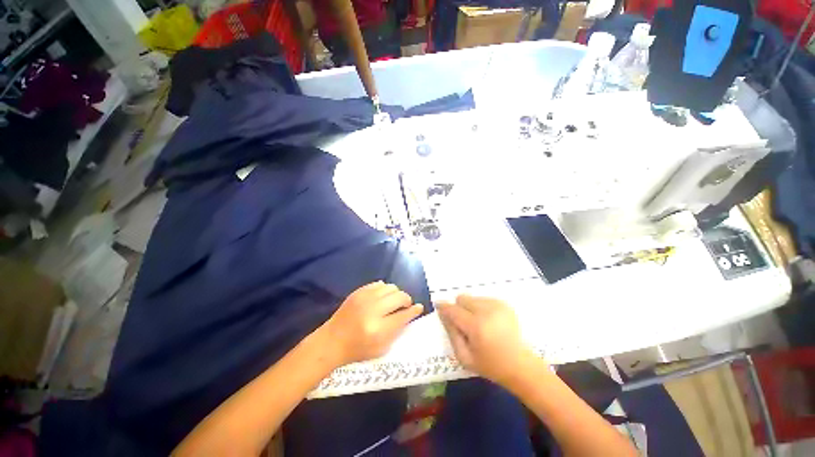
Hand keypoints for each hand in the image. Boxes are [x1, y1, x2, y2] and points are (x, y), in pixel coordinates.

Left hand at [321, 281, 423, 365]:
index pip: (403, 315)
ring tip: (394, 301)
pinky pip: (379, 284)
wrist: (332, 341)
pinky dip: (385, 289)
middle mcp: (373, 311)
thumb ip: (398, 331)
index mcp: (379, 330)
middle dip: (407, 300)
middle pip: (399, 297)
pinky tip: (383, 297)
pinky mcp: (358, 292)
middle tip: (406, 305)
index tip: (419, 307)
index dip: (414, 310)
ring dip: (396, 294)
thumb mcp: (381, 349)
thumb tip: (410, 314)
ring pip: (391, 287)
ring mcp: (364, 298)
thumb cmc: (357, 350)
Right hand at [437, 295, 539, 386]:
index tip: (438, 304)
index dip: (444, 307)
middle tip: (464, 322)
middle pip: (462, 298)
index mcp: (476, 326)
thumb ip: (452, 334)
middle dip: (459, 308)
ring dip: (470, 307)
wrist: (522, 366)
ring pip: (473, 298)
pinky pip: (484, 299)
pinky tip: (489, 321)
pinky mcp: (504, 304)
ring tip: (478, 323)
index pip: (453, 310)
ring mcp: (497, 306)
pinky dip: (481, 307)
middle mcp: (486, 311)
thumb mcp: (465, 357)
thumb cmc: (491, 365)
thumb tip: (443, 315)